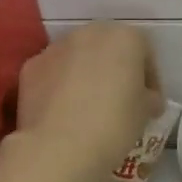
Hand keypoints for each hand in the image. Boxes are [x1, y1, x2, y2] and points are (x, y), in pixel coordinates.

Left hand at [15, 22, 161, 174]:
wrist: (58, 148)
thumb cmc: (113, 125)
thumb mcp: (145, 113)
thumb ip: (148, 97)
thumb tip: (146, 100)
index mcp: (124, 38)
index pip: (145, 52)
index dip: (150, 78)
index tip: (150, 103)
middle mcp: (89, 33)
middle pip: (109, 47)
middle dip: (116, 69)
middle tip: (120, 99)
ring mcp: (56, 48)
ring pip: (78, 56)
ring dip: (86, 73)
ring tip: (88, 106)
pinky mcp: (31, 67)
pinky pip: (53, 72)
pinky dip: (60, 85)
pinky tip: (63, 111)